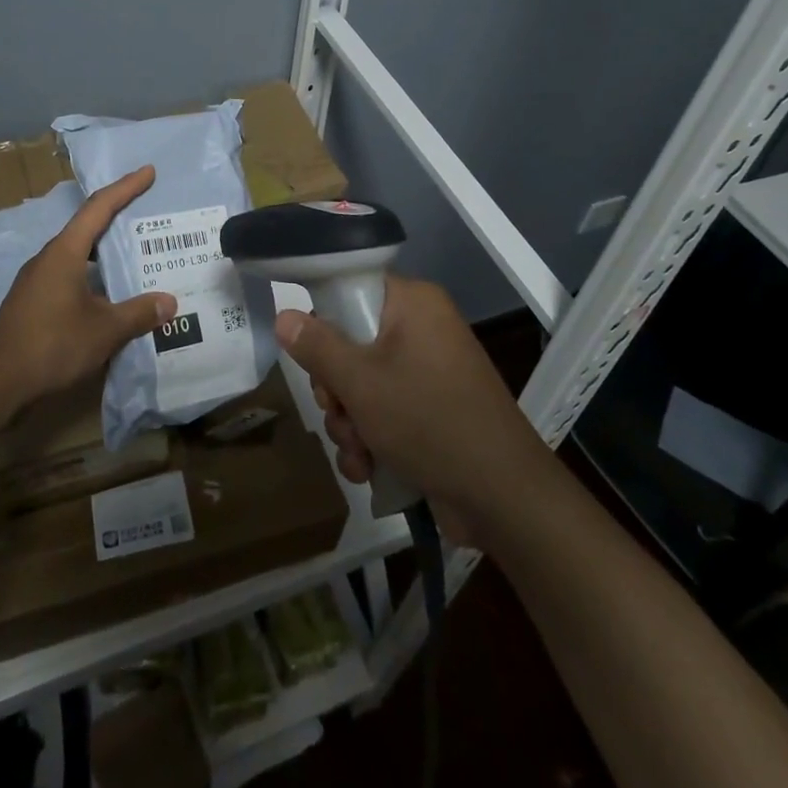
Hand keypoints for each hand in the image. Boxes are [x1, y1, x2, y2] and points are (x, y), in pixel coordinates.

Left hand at [0, 166, 177, 414]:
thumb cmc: (51, 345)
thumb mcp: (104, 330)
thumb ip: (139, 313)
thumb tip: (170, 302)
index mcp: (65, 252)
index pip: (99, 208)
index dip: (126, 188)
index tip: (148, 172)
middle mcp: (49, 258)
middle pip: (87, 227)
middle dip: (117, 216)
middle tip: (147, 211)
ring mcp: (37, 280)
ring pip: (78, 254)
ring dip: (105, 250)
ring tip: (135, 253)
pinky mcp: (33, 302)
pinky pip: (70, 275)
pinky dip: (93, 274)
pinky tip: (109, 293)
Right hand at [274, 275, 547, 546]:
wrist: (503, 498)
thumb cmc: (429, 422)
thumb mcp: (362, 382)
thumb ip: (317, 347)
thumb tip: (284, 315)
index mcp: (413, 304)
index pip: (352, 289)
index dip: (325, 321)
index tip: (314, 357)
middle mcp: (421, 330)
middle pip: (351, 342)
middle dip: (336, 389)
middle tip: (339, 411)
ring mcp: (427, 373)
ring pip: (362, 385)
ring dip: (349, 423)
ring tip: (359, 451)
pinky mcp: (430, 412)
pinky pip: (383, 412)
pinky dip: (370, 440)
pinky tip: (368, 469)